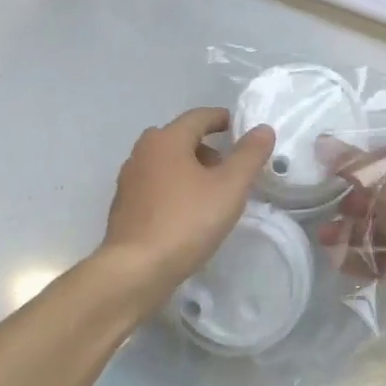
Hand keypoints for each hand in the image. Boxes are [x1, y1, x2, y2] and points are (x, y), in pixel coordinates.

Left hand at [99, 107, 275, 306]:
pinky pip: (154, 185)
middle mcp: (142, 152)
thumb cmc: (187, 221)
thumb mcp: (229, 188)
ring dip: (188, 168)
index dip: (221, 119)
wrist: (136, 269)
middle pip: (179, 138)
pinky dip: (173, 187)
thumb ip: (249, 156)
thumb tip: (262, 129)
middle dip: (205, 147)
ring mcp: (129, 179)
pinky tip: (186, 212)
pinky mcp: (123, 206)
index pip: (198, 117)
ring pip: (165, 162)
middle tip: (228, 167)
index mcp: (166, 140)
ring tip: (211, 192)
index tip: (239, 128)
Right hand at [318, 139, 385, 385]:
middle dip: (356, 200)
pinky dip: (364, 255)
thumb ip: (352, 164)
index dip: (371, 158)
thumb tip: (322, 140)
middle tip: (338, 208)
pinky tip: (340, 260)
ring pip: (383, 224)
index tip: (345, 169)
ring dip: (352, 230)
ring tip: (325, 238)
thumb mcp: (385, 184)